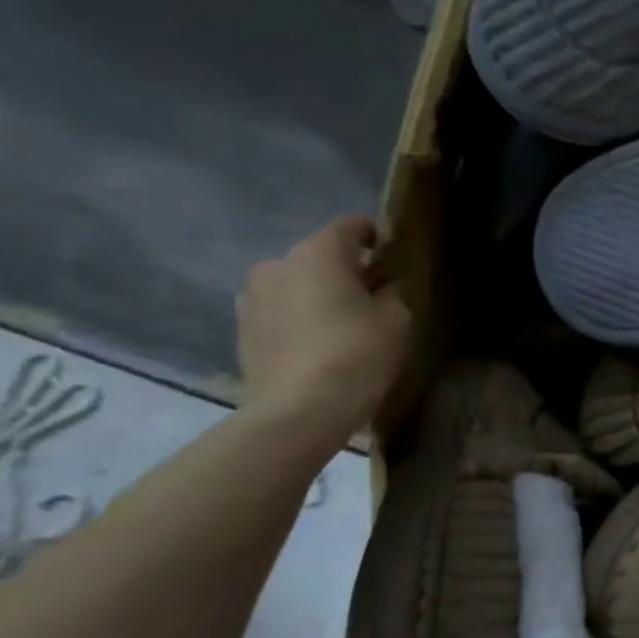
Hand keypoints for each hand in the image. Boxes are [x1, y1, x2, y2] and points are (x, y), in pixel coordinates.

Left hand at [237, 218, 410, 441]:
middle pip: (319, 256)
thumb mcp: (396, 318)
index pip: (351, 227)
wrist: (299, 410)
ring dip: (317, 294)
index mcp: (318, 252)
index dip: (375, 236)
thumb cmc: (357, 353)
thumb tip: (382, 285)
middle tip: (371, 294)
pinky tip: (318, 343)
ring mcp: (252, 297)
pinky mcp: (242, 329)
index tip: (393, 257)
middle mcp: (278, 264)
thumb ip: (391, 291)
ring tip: (342, 321)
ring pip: (295, 284)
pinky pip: (279, 311)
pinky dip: (299, 318)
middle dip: (344, 269)